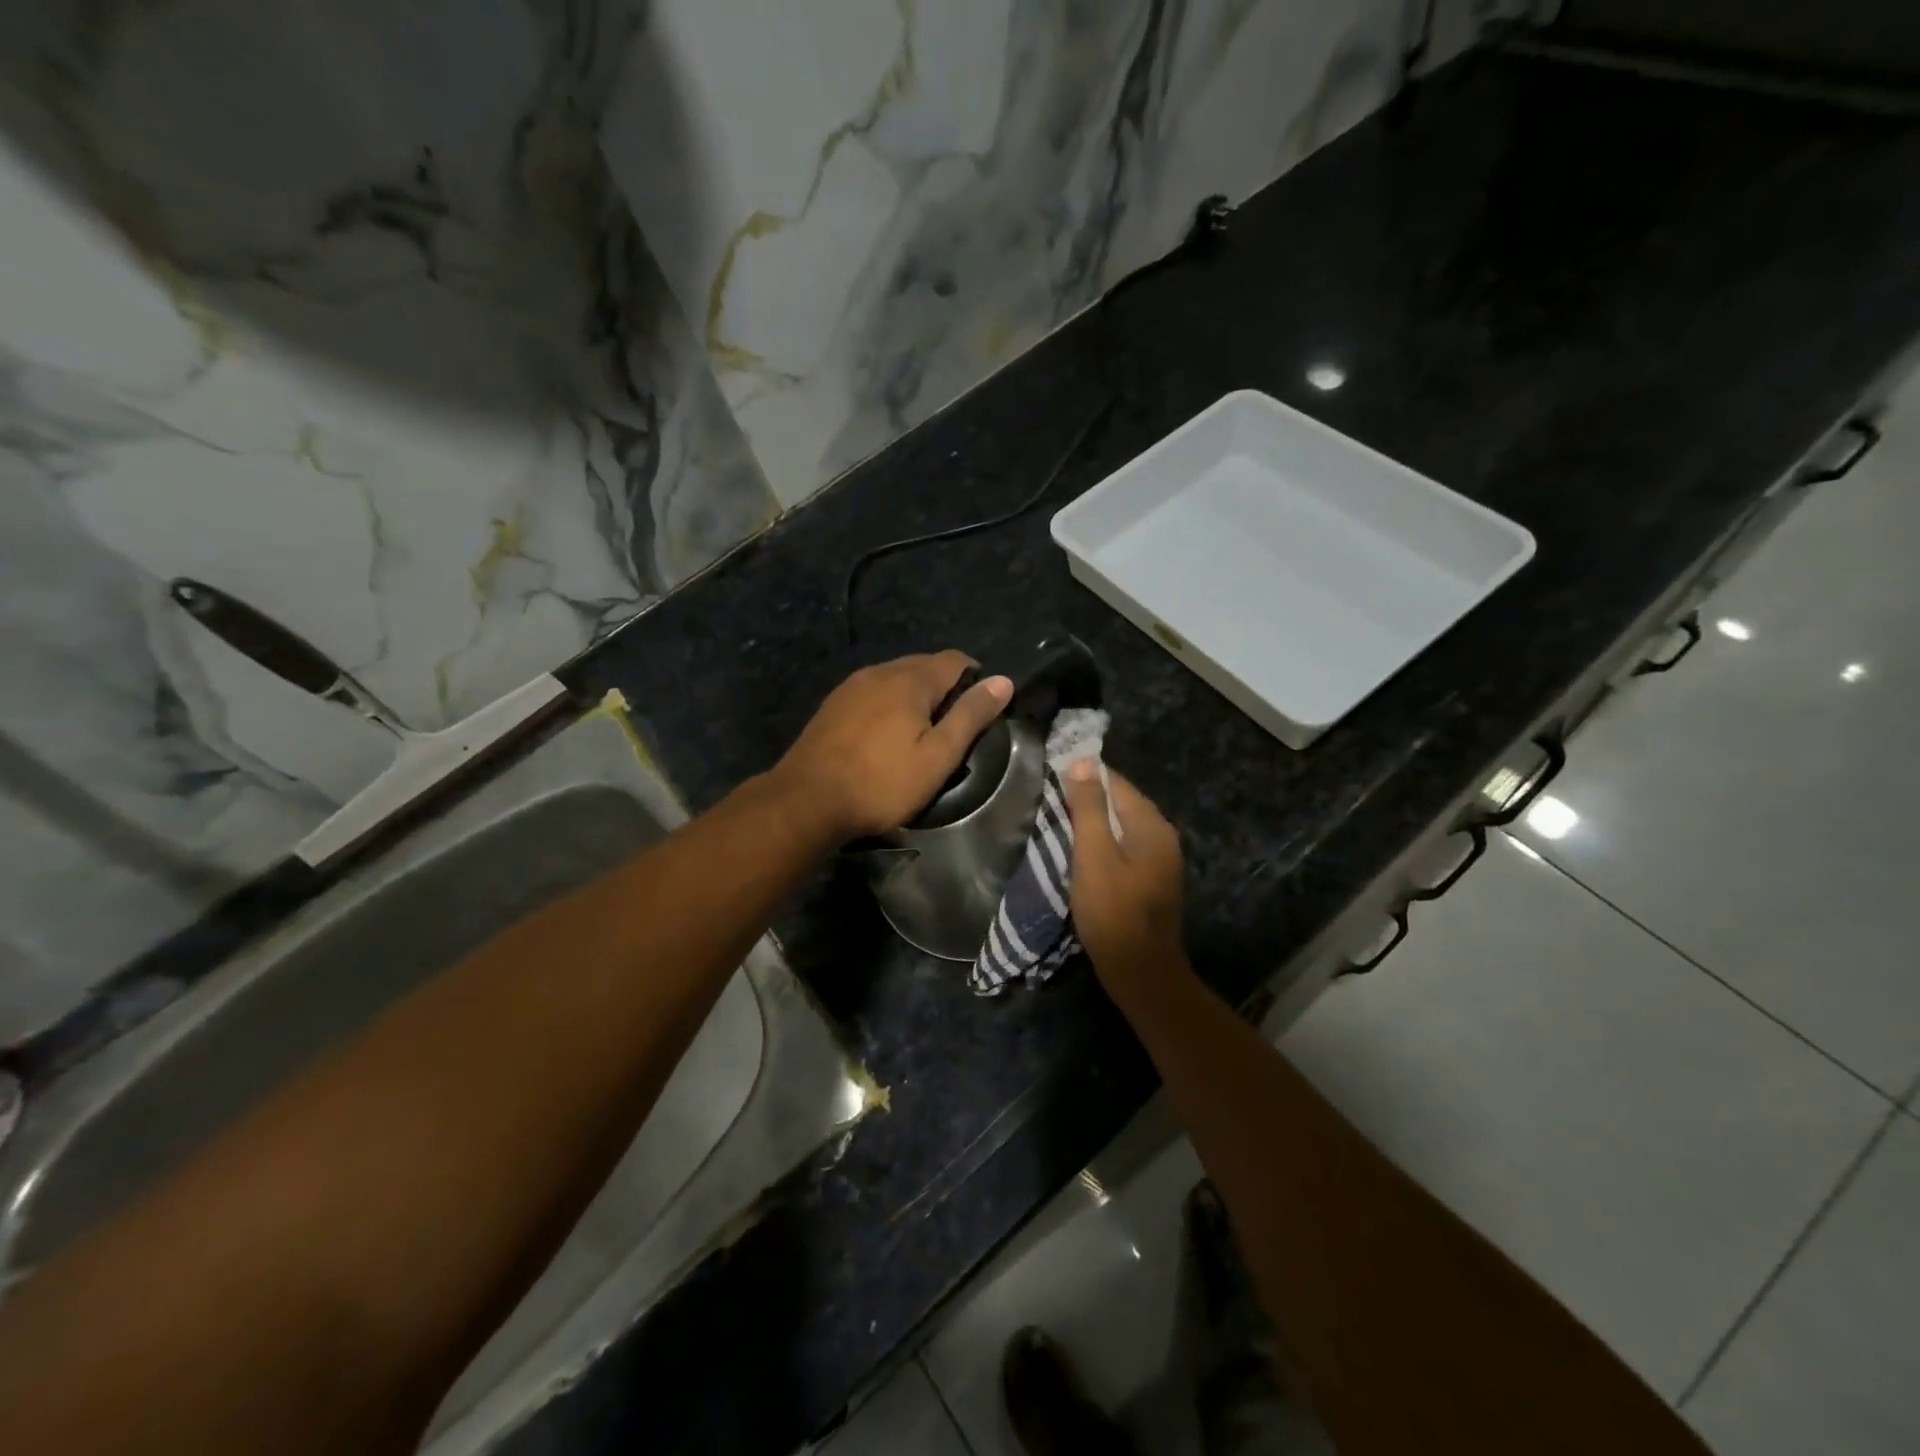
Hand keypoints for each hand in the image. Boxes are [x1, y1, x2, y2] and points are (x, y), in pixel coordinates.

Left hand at [774, 652, 1011, 840]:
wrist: (807, 800)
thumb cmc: (882, 782)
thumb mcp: (938, 755)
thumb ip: (971, 716)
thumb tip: (1003, 681)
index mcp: (911, 679)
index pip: (955, 660)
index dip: (975, 678)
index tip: (981, 709)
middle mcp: (881, 671)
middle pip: (924, 665)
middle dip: (945, 687)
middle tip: (953, 726)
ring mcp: (852, 685)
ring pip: (896, 678)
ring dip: (915, 696)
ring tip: (921, 732)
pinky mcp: (833, 704)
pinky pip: (873, 692)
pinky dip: (888, 704)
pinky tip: (885, 735)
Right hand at [1061, 763, 1187, 991]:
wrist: (1140, 972)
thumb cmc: (1113, 911)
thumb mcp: (1093, 855)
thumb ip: (1089, 808)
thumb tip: (1083, 761)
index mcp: (1151, 825)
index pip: (1116, 783)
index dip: (1084, 777)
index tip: (1051, 777)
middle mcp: (1162, 836)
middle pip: (1120, 804)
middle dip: (1087, 800)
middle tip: (1048, 801)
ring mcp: (1159, 861)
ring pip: (1120, 828)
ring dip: (1092, 825)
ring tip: (1057, 825)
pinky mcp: (1150, 882)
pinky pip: (1123, 849)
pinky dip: (1101, 846)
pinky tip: (1078, 855)